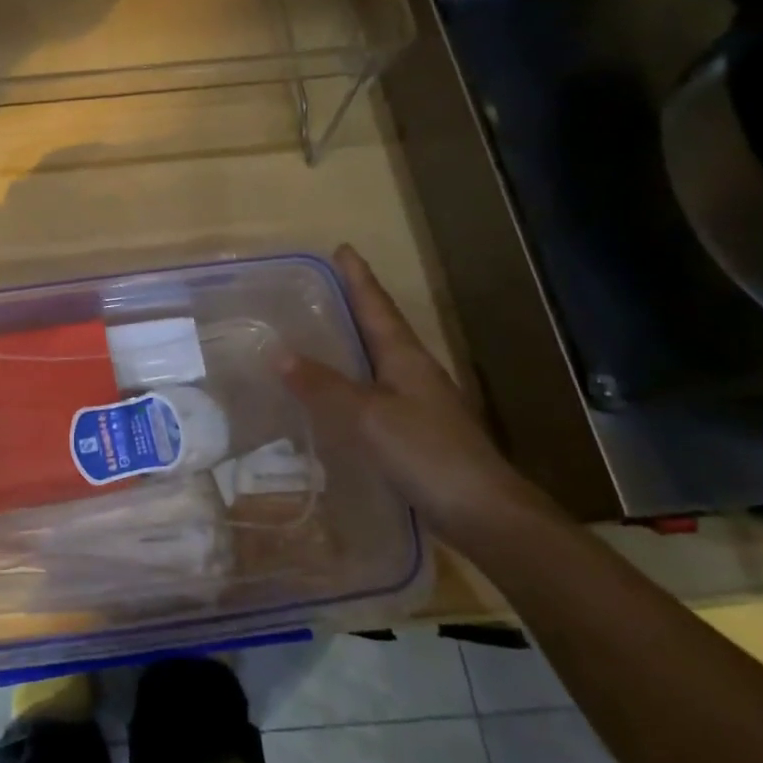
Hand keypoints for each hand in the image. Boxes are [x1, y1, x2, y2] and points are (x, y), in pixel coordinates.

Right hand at [281, 244, 555, 545]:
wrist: (485, 514)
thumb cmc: (427, 453)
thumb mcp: (368, 416)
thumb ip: (324, 386)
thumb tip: (277, 352)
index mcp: (405, 357)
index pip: (376, 306)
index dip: (359, 278)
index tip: (342, 248)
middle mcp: (414, 373)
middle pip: (380, 328)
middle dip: (354, 305)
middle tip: (319, 289)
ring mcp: (419, 404)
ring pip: (379, 361)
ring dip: (353, 344)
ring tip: (320, 334)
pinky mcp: (416, 433)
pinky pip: (375, 394)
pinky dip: (353, 383)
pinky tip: (335, 396)